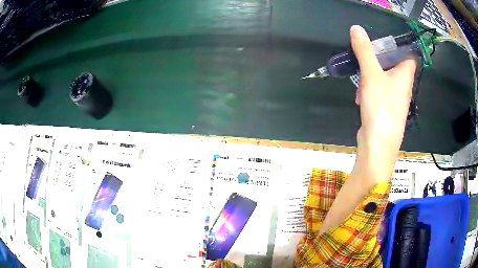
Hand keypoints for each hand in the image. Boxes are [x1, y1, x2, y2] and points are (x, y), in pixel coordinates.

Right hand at [352, 25, 415, 183]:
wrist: (378, 146)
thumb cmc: (381, 108)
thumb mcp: (372, 74)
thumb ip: (365, 51)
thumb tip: (356, 28)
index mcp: (405, 75)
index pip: (409, 54)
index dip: (399, 45)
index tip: (383, 39)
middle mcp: (403, 86)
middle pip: (394, 63)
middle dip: (379, 57)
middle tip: (365, 52)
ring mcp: (395, 99)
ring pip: (385, 77)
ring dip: (372, 73)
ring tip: (360, 74)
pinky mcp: (386, 109)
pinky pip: (380, 91)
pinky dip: (370, 88)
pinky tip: (360, 95)